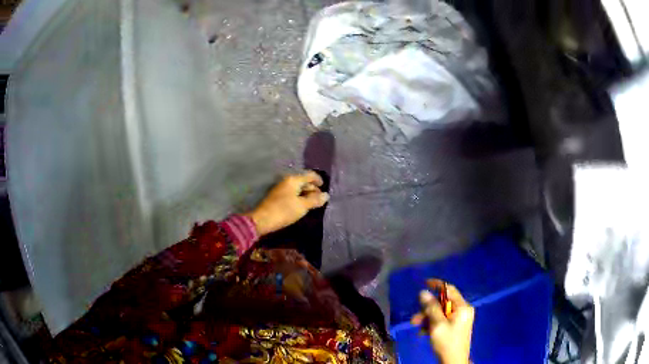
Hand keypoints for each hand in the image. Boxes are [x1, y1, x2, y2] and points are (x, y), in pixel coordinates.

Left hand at [244, 171, 329, 235]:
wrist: (263, 220)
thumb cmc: (284, 211)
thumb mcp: (302, 206)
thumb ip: (315, 200)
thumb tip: (326, 195)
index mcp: (293, 180)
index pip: (309, 175)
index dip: (319, 180)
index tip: (325, 188)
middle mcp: (287, 181)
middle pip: (304, 181)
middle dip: (313, 189)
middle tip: (320, 199)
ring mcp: (281, 189)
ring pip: (298, 188)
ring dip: (306, 194)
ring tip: (313, 204)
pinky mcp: (278, 197)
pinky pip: (293, 194)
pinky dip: (300, 198)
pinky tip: (303, 206)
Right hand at [411, 279, 474, 363]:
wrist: (454, 361)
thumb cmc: (447, 342)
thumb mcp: (437, 325)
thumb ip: (430, 308)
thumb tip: (423, 292)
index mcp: (462, 307)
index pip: (449, 289)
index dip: (436, 285)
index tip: (423, 283)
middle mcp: (463, 310)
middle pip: (443, 303)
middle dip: (427, 309)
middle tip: (414, 318)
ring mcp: (460, 318)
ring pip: (440, 312)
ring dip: (427, 318)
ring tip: (416, 327)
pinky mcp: (456, 326)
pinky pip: (442, 320)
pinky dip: (432, 324)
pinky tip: (423, 332)